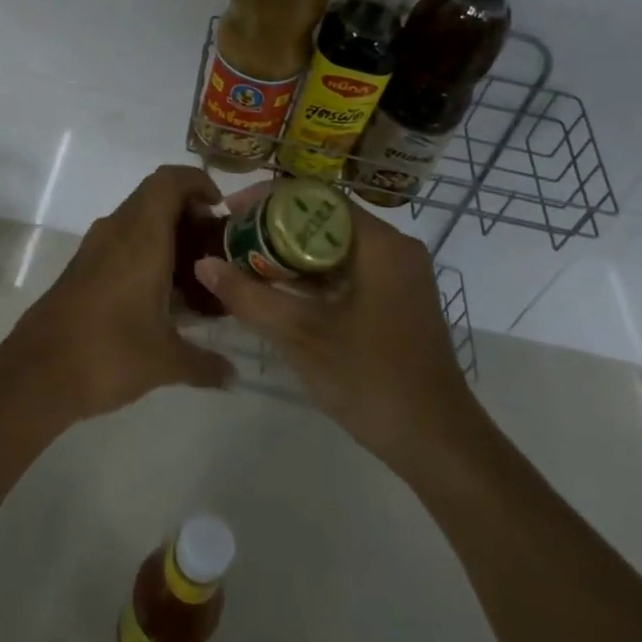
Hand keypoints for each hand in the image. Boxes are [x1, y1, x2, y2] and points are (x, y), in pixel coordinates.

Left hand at [0, 166, 235, 424]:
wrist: (37, 374)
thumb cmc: (109, 354)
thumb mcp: (166, 361)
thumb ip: (205, 363)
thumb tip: (234, 376)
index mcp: (142, 236)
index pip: (170, 180)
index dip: (198, 183)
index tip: (220, 211)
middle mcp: (117, 230)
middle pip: (156, 196)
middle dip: (188, 213)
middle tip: (213, 247)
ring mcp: (95, 248)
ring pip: (137, 219)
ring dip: (166, 234)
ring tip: (192, 273)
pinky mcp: (81, 267)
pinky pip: (120, 241)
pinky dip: (144, 252)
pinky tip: (159, 295)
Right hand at [195, 200, 477, 466]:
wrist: (438, 444)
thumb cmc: (372, 381)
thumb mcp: (302, 337)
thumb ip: (249, 297)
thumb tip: (203, 263)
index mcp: (381, 244)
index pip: (317, 197)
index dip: (269, 200)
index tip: (230, 212)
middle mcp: (394, 248)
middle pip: (325, 219)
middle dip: (275, 228)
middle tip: (231, 240)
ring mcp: (398, 275)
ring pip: (334, 247)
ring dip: (290, 254)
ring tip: (243, 263)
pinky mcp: (395, 299)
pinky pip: (346, 270)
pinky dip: (312, 277)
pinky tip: (276, 291)